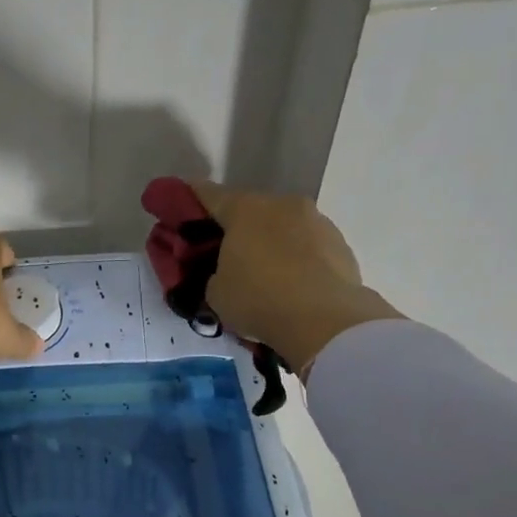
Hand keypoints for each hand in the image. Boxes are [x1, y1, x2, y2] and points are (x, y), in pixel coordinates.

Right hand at [190, 181, 402, 374]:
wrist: (327, 323)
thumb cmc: (259, 300)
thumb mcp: (215, 292)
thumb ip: (212, 274)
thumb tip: (223, 273)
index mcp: (245, 209)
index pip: (208, 194)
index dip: (188, 199)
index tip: (176, 204)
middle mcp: (282, 205)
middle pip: (249, 209)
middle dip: (234, 227)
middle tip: (221, 252)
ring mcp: (317, 221)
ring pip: (282, 226)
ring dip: (269, 242)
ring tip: (262, 274)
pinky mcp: (341, 244)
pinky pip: (307, 246)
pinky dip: (295, 259)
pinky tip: (290, 284)